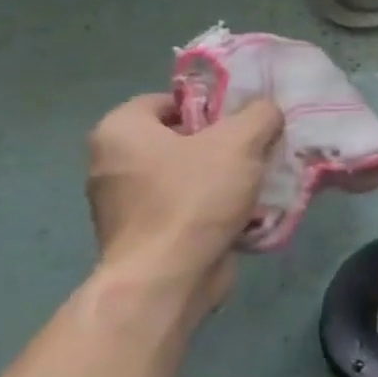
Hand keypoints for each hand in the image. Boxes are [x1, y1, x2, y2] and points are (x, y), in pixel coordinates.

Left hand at [85, 94, 282, 317]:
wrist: (168, 276)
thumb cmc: (194, 197)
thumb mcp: (241, 142)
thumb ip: (259, 115)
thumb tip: (266, 111)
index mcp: (119, 132)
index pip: (166, 100)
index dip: (209, 104)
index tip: (243, 121)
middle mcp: (111, 163)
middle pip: (179, 138)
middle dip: (223, 143)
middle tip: (260, 149)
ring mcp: (123, 203)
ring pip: (186, 175)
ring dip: (224, 176)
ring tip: (261, 182)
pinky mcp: (143, 235)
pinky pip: (185, 207)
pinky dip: (213, 206)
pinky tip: (246, 212)